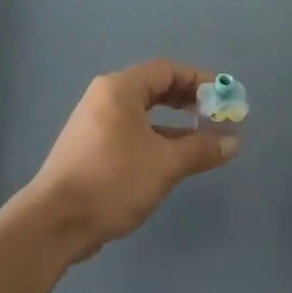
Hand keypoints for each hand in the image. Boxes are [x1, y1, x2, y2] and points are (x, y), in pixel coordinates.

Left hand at [22, 60, 238, 260]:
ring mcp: (95, 125)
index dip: (201, 81)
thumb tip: (234, 141)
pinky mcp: (92, 150)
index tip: (227, 99)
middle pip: (155, 89)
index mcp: (119, 90)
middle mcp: (104, 100)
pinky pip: (132, 134)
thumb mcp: (166, 164)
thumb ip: (202, 149)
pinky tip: (174, 161)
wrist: (57, 221)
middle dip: (190, 102)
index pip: (167, 71)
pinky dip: (157, 140)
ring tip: (204, 142)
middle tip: (217, 118)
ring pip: (144, 115)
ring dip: (176, 126)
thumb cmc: (113, 181)